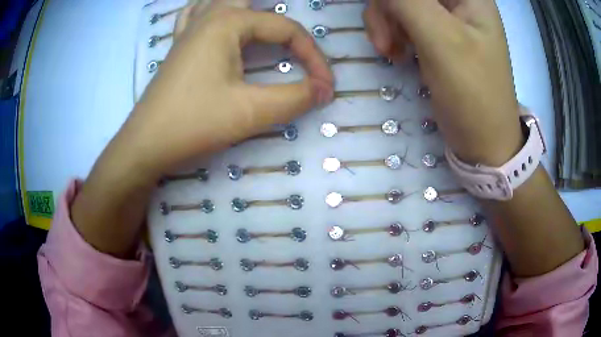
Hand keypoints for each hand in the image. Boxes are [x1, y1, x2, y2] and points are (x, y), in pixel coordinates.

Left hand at [70, 0, 332, 257]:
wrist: (145, 146)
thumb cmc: (193, 123)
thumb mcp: (251, 112)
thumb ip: (296, 97)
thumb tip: (324, 90)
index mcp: (229, 22)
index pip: (287, 30)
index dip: (313, 57)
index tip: (325, 88)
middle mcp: (209, 16)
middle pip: (254, 2)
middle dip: (280, 21)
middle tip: (296, 40)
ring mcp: (189, 29)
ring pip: (222, 1)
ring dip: (247, 7)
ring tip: (263, 23)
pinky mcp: (179, 46)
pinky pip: (196, 14)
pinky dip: (211, 10)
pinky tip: (217, 19)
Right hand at [364, 0, 522, 165]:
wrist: (483, 142)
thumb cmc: (473, 94)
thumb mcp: (442, 40)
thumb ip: (407, 1)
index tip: (387, 16)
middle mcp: (457, 0)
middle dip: (387, 8)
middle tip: (384, 42)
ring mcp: (445, 16)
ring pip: (399, 1)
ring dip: (386, 22)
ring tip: (389, 52)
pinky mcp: (435, 32)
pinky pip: (402, 18)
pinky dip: (392, 32)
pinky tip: (397, 53)